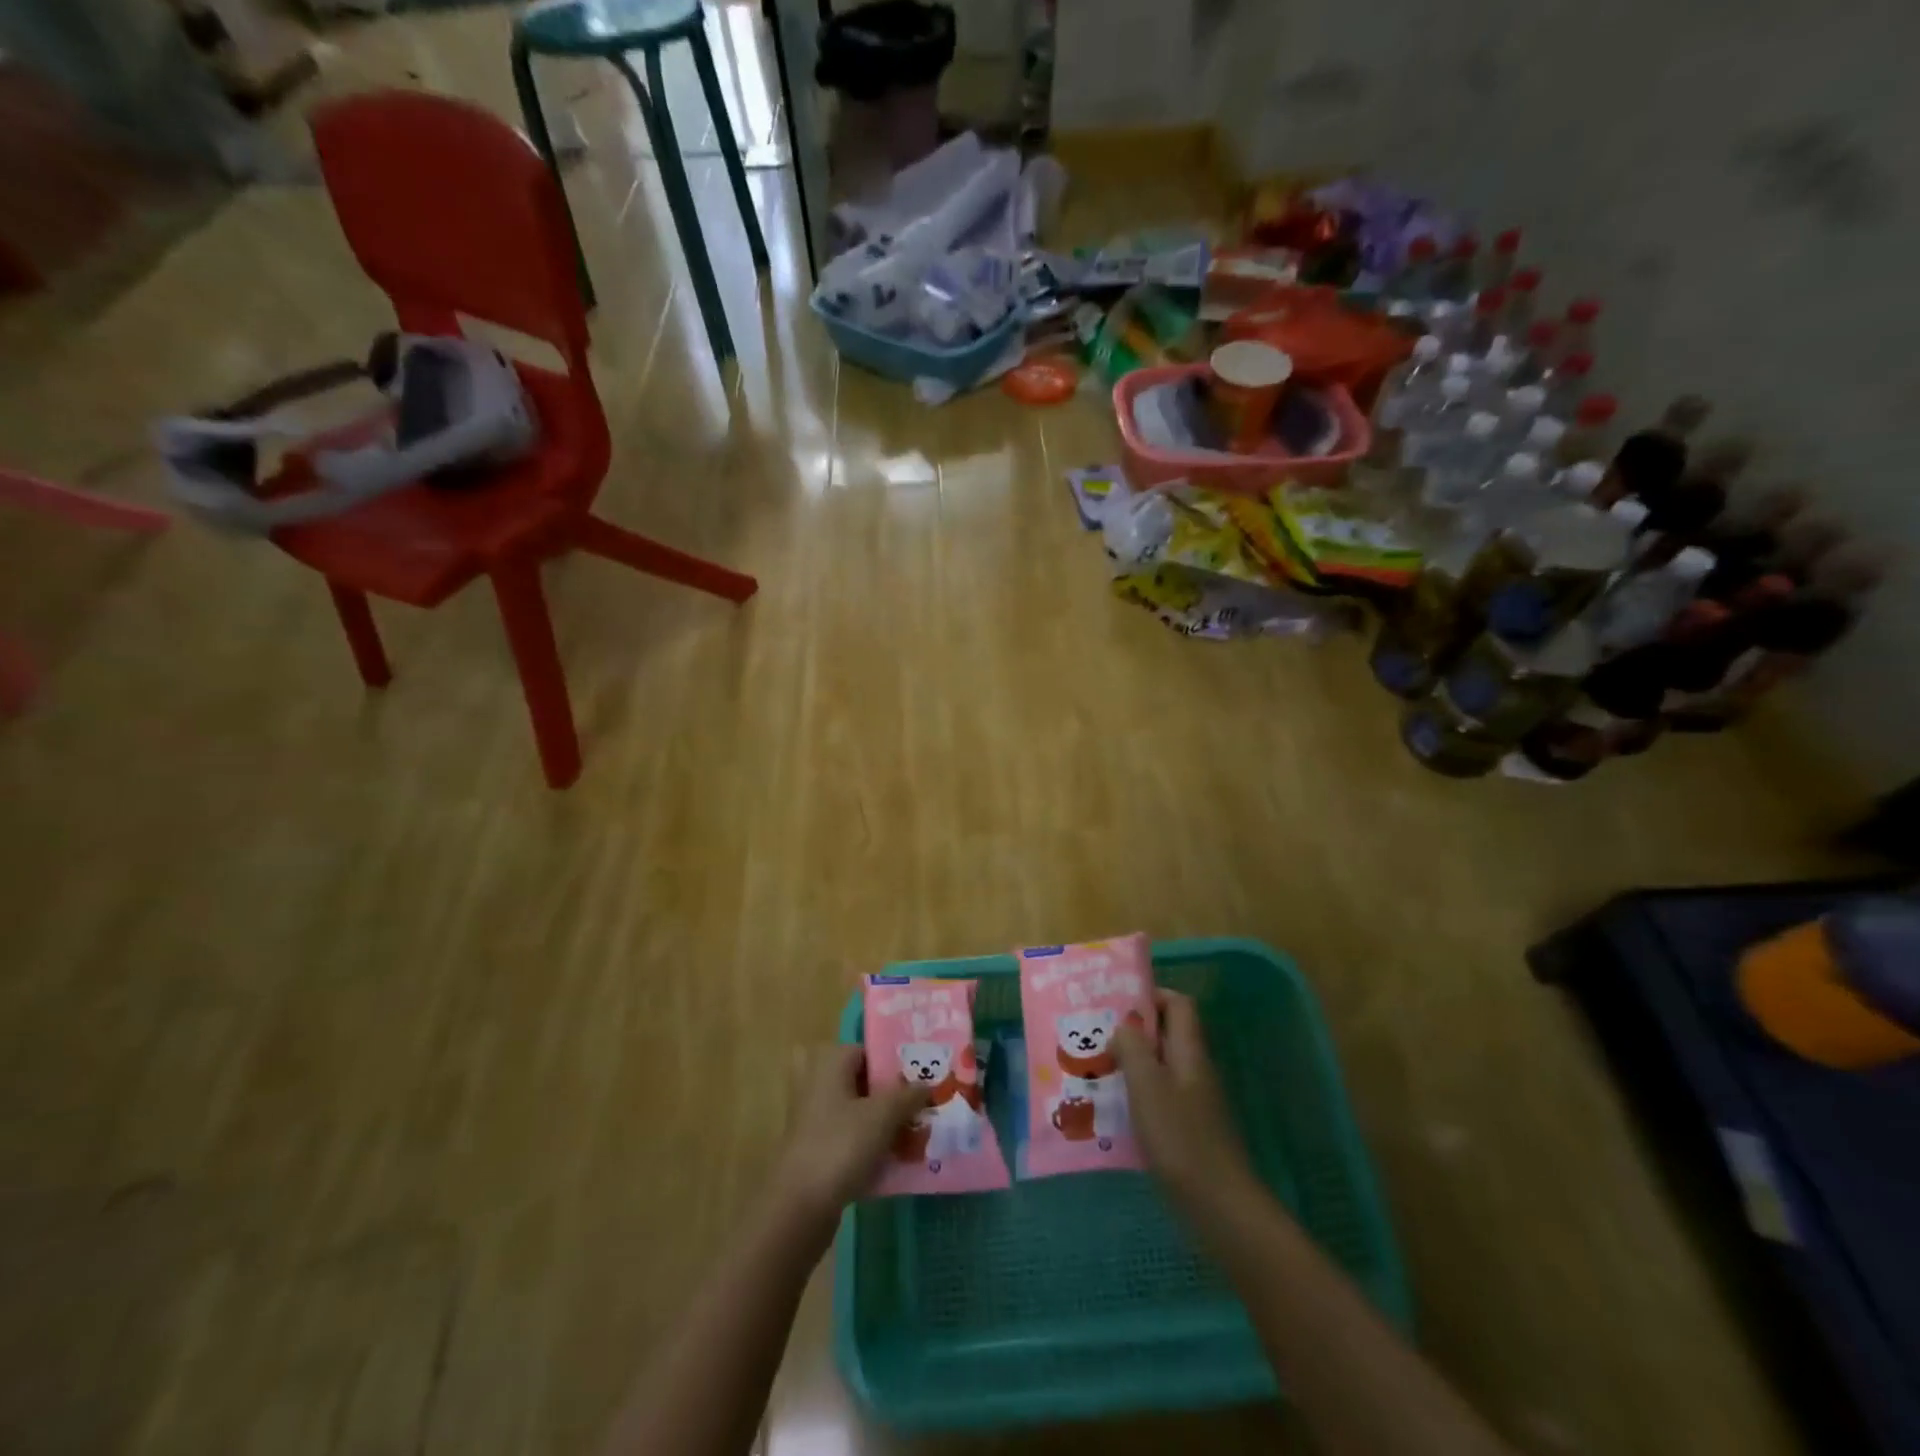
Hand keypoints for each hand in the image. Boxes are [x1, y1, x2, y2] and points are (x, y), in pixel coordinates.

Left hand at [774, 1044, 927, 1228]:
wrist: (798, 1207)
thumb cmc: (841, 1146)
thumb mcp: (883, 1115)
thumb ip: (908, 1095)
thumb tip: (926, 1083)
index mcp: (829, 1062)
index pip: (868, 1051)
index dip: (895, 1065)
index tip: (921, 1081)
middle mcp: (816, 1082)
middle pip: (862, 1082)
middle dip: (890, 1095)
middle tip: (919, 1106)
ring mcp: (812, 1118)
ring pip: (856, 1111)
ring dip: (882, 1122)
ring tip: (914, 1134)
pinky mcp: (814, 1149)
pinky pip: (849, 1137)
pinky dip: (869, 1145)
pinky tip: (895, 1161)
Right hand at [1114, 990, 1255, 1211]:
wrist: (1220, 1207)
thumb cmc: (1180, 1139)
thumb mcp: (1147, 1086)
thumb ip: (1133, 1048)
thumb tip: (1124, 1025)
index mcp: (1189, 1052)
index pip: (1179, 1004)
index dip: (1152, 995)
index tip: (1117, 1004)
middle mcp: (1195, 1070)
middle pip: (1167, 1034)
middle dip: (1133, 1032)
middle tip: (1096, 1037)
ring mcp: (1195, 1101)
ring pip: (1161, 1067)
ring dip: (1132, 1065)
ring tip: (1096, 1071)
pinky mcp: (1189, 1130)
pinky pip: (1161, 1097)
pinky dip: (1138, 1095)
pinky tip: (1114, 1111)